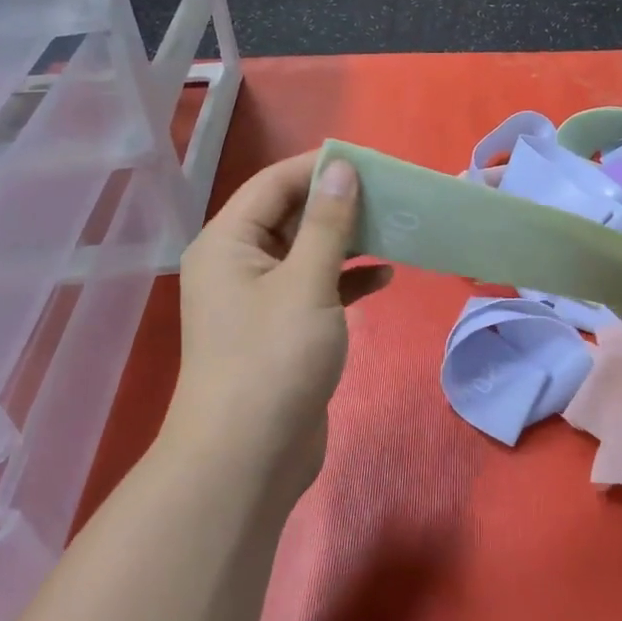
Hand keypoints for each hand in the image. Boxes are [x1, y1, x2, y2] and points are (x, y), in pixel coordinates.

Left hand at [168, 153, 391, 490]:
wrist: (247, 459)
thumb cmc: (272, 360)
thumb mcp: (306, 283)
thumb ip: (327, 224)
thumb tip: (341, 167)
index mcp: (227, 242)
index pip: (273, 185)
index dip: (318, 168)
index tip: (370, 161)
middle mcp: (237, 264)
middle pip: (290, 217)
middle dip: (339, 206)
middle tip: (392, 196)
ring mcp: (259, 300)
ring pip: (307, 254)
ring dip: (347, 243)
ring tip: (394, 231)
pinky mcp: (281, 330)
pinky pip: (315, 289)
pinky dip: (345, 280)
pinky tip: (382, 278)